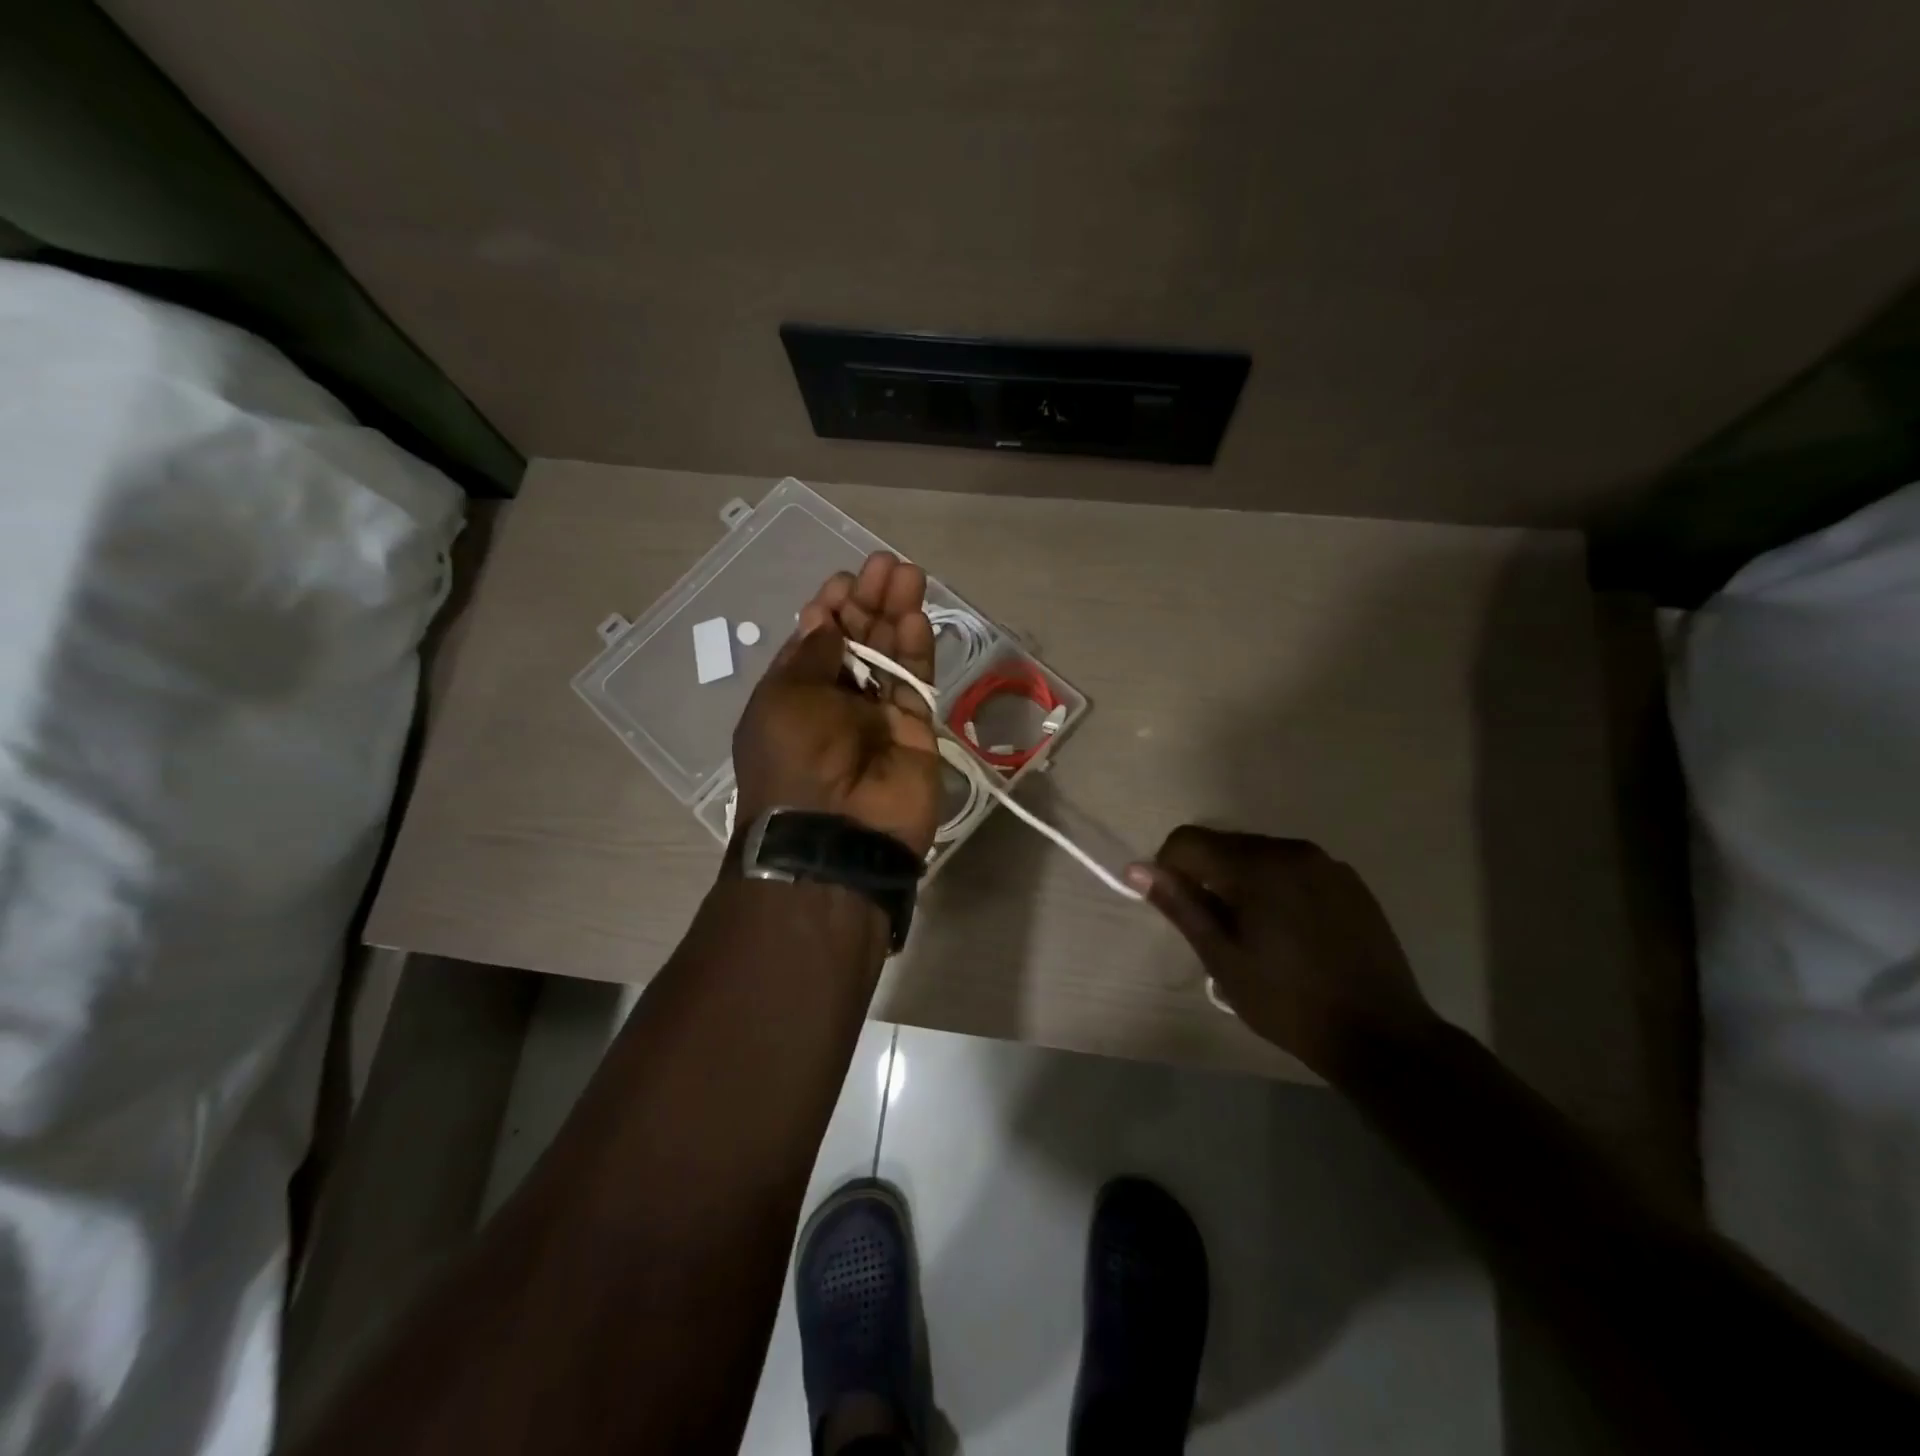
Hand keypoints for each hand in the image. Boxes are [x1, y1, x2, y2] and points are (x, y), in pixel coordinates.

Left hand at [733, 552, 940, 856]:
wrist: (837, 835)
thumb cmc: (795, 760)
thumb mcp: (784, 699)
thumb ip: (813, 655)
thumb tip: (827, 619)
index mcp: (795, 696)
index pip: (816, 642)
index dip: (830, 609)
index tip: (844, 581)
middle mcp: (836, 702)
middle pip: (857, 641)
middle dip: (868, 602)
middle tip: (885, 565)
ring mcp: (878, 715)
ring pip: (891, 655)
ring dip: (897, 614)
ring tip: (908, 574)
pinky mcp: (916, 729)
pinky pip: (915, 682)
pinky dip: (917, 649)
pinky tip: (916, 615)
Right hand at [1129, 827, 1438, 1072]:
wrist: (1381, 1036)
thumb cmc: (1288, 1002)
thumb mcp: (1223, 959)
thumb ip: (1181, 906)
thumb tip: (1136, 868)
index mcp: (1257, 866)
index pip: (1188, 841)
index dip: (1169, 868)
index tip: (1180, 909)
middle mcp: (1292, 850)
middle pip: (1225, 844)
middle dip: (1207, 875)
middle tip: (1216, 928)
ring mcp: (1327, 863)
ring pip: (1260, 854)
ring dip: (1242, 880)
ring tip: (1254, 932)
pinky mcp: (1350, 882)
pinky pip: (1294, 867)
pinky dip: (1277, 886)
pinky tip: (1291, 931)